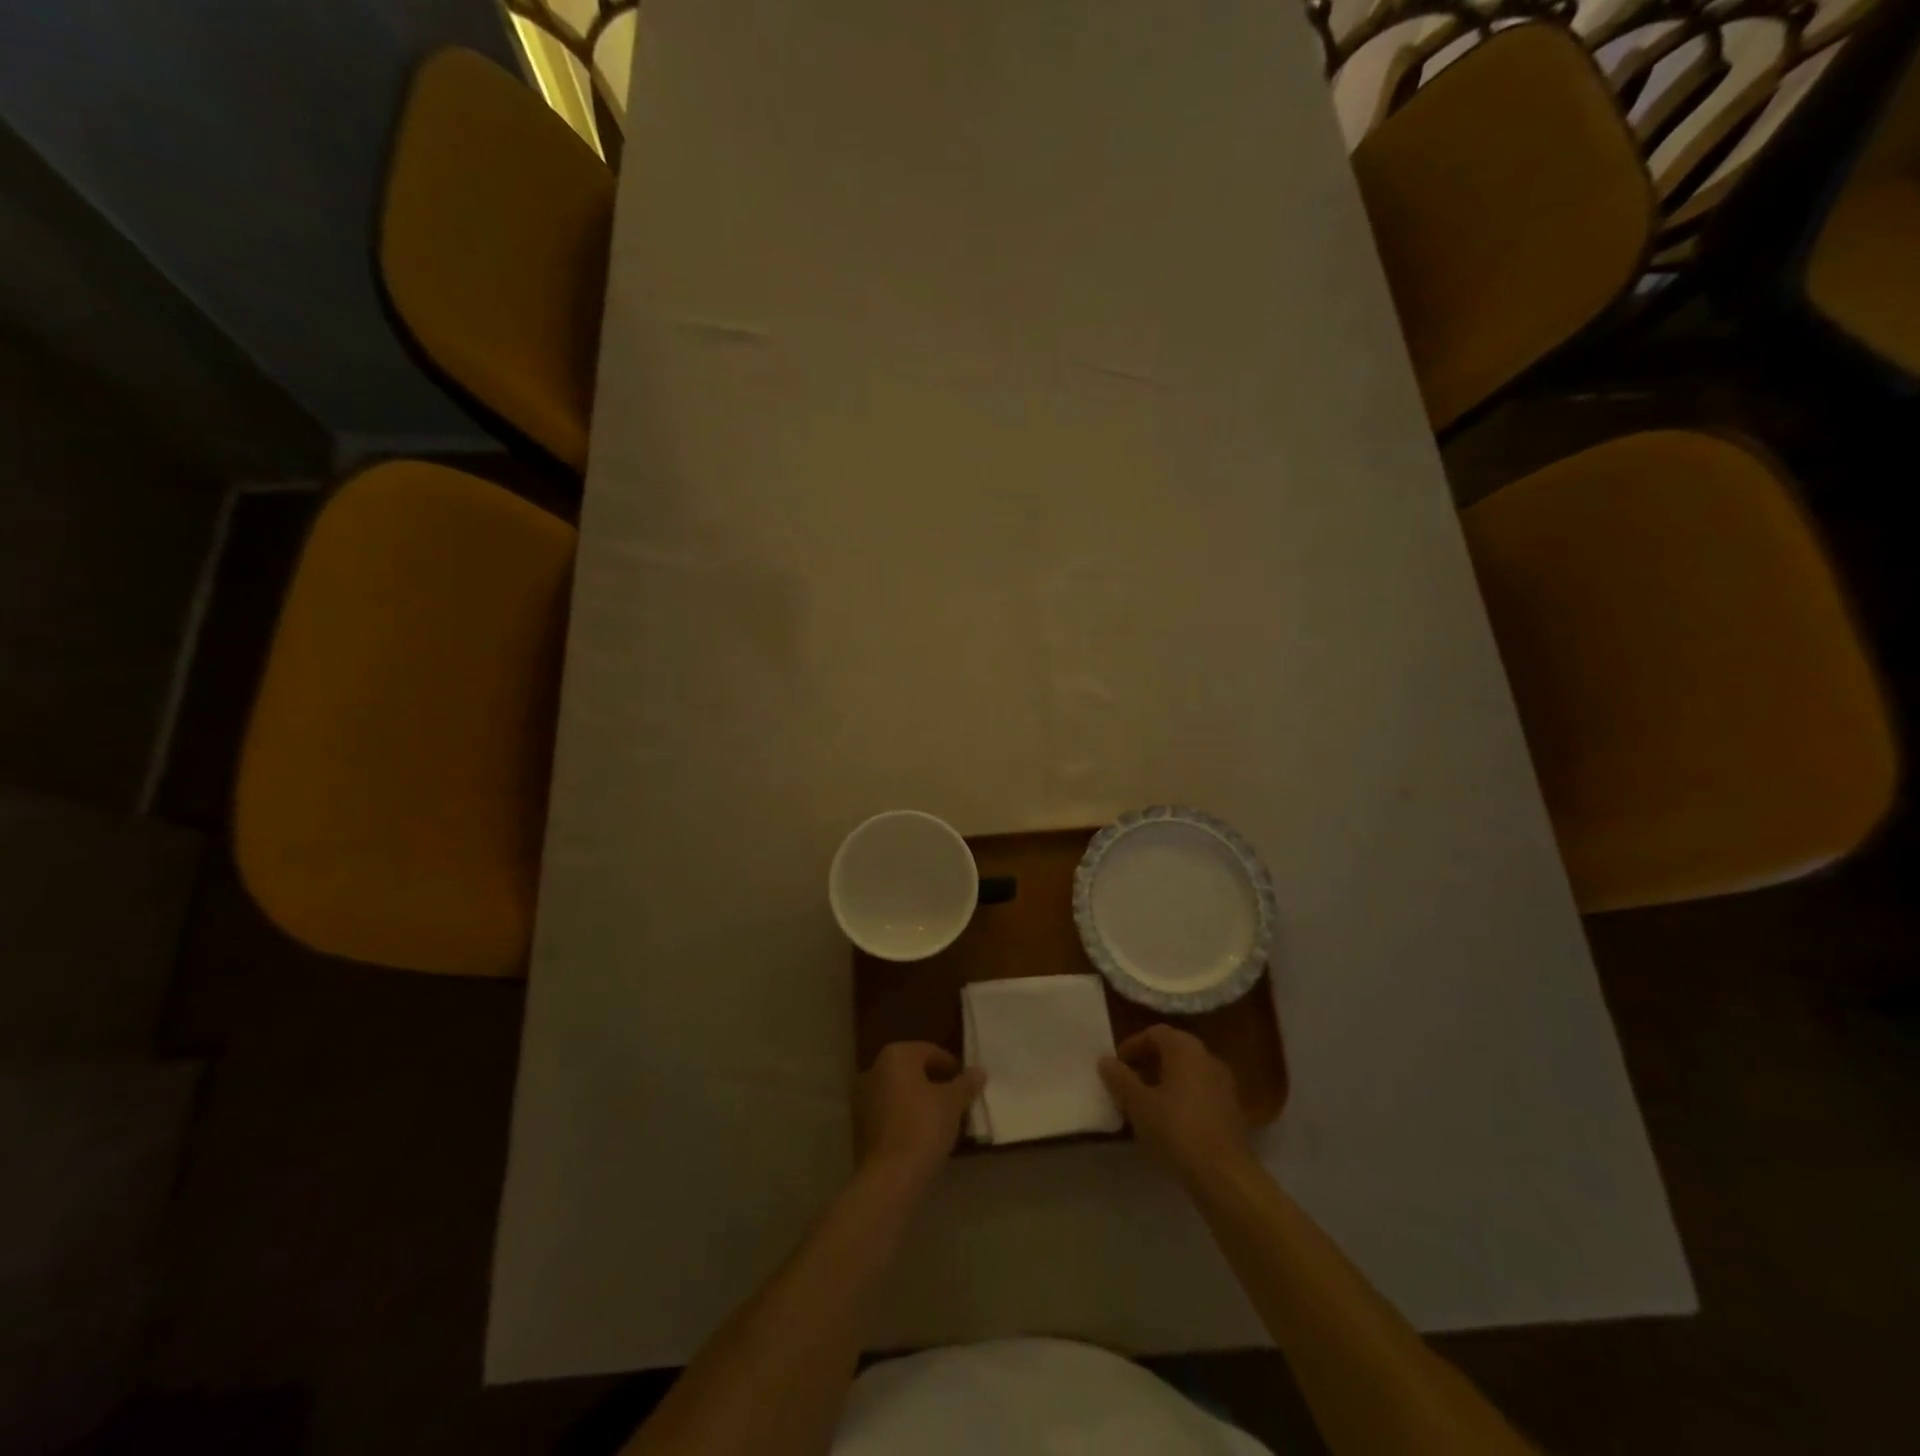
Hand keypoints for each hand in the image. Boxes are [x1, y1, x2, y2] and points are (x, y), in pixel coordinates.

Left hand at [856, 1042, 984, 1187]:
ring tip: (942, 1119)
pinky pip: (889, 1113)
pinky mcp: (859, 1126)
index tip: (966, 1085)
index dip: (951, 1067)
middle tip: (956, 1101)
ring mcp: (862, 1098)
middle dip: (934, 1083)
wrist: (890, 1177)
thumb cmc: (923, 1127)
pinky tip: (922, 1135)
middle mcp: (874, 1070)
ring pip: (899, 1092)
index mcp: (895, 1056)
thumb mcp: (953, 1103)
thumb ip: (965, 1084)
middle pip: (912, 1071)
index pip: (929, 1051)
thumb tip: (979, 1071)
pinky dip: (905, 1117)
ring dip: (919, 1101)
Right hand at [1100, 1025, 1248, 1179]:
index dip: (1132, 1046)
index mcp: (1185, 1049)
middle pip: (1172, 1051)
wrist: (1224, 1175)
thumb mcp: (1138, 1103)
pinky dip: (1181, 1099)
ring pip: (1187, 1073)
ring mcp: (1224, 1084)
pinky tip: (1168, 1123)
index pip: (1155, 1033)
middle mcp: (1208, 1058)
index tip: (1116, 1067)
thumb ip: (1119, 1078)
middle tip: (1127, 1084)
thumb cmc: (1176, 1129)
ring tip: (1144, 1106)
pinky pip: (1200, 1093)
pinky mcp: (1231, 1110)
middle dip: (1147, 1064)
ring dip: (1163, 1083)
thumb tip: (1105, 1060)